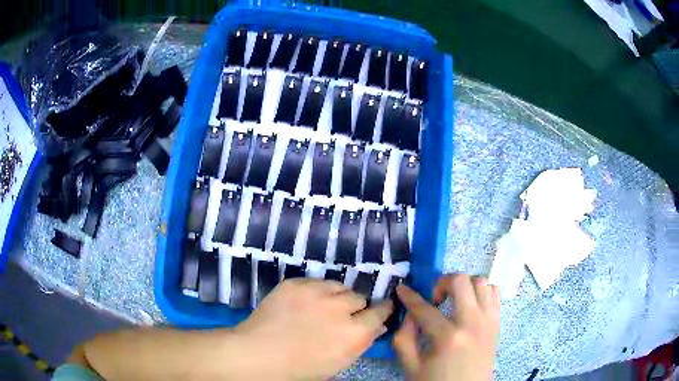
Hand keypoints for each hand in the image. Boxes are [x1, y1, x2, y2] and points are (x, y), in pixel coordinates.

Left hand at [234, 278, 392, 379]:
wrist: (259, 354)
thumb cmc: (300, 369)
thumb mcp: (338, 363)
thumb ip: (361, 343)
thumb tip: (377, 327)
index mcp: (355, 332)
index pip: (380, 312)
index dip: (381, 310)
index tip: (379, 310)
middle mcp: (341, 308)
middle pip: (360, 297)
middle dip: (355, 307)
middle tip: (342, 315)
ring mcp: (317, 292)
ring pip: (339, 286)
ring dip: (337, 296)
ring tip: (323, 306)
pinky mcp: (296, 283)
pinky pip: (316, 281)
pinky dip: (316, 291)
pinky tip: (304, 303)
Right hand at [393, 274, 499, 380]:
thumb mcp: (411, 366)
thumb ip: (404, 337)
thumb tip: (410, 314)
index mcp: (448, 337)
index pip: (425, 308)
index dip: (410, 296)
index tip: (402, 288)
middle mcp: (472, 322)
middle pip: (460, 281)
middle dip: (441, 283)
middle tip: (434, 299)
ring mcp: (489, 320)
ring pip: (481, 281)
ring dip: (464, 286)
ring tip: (453, 301)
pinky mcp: (497, 322)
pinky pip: (495, 292)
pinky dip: (482, 291)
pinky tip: (470, 305)